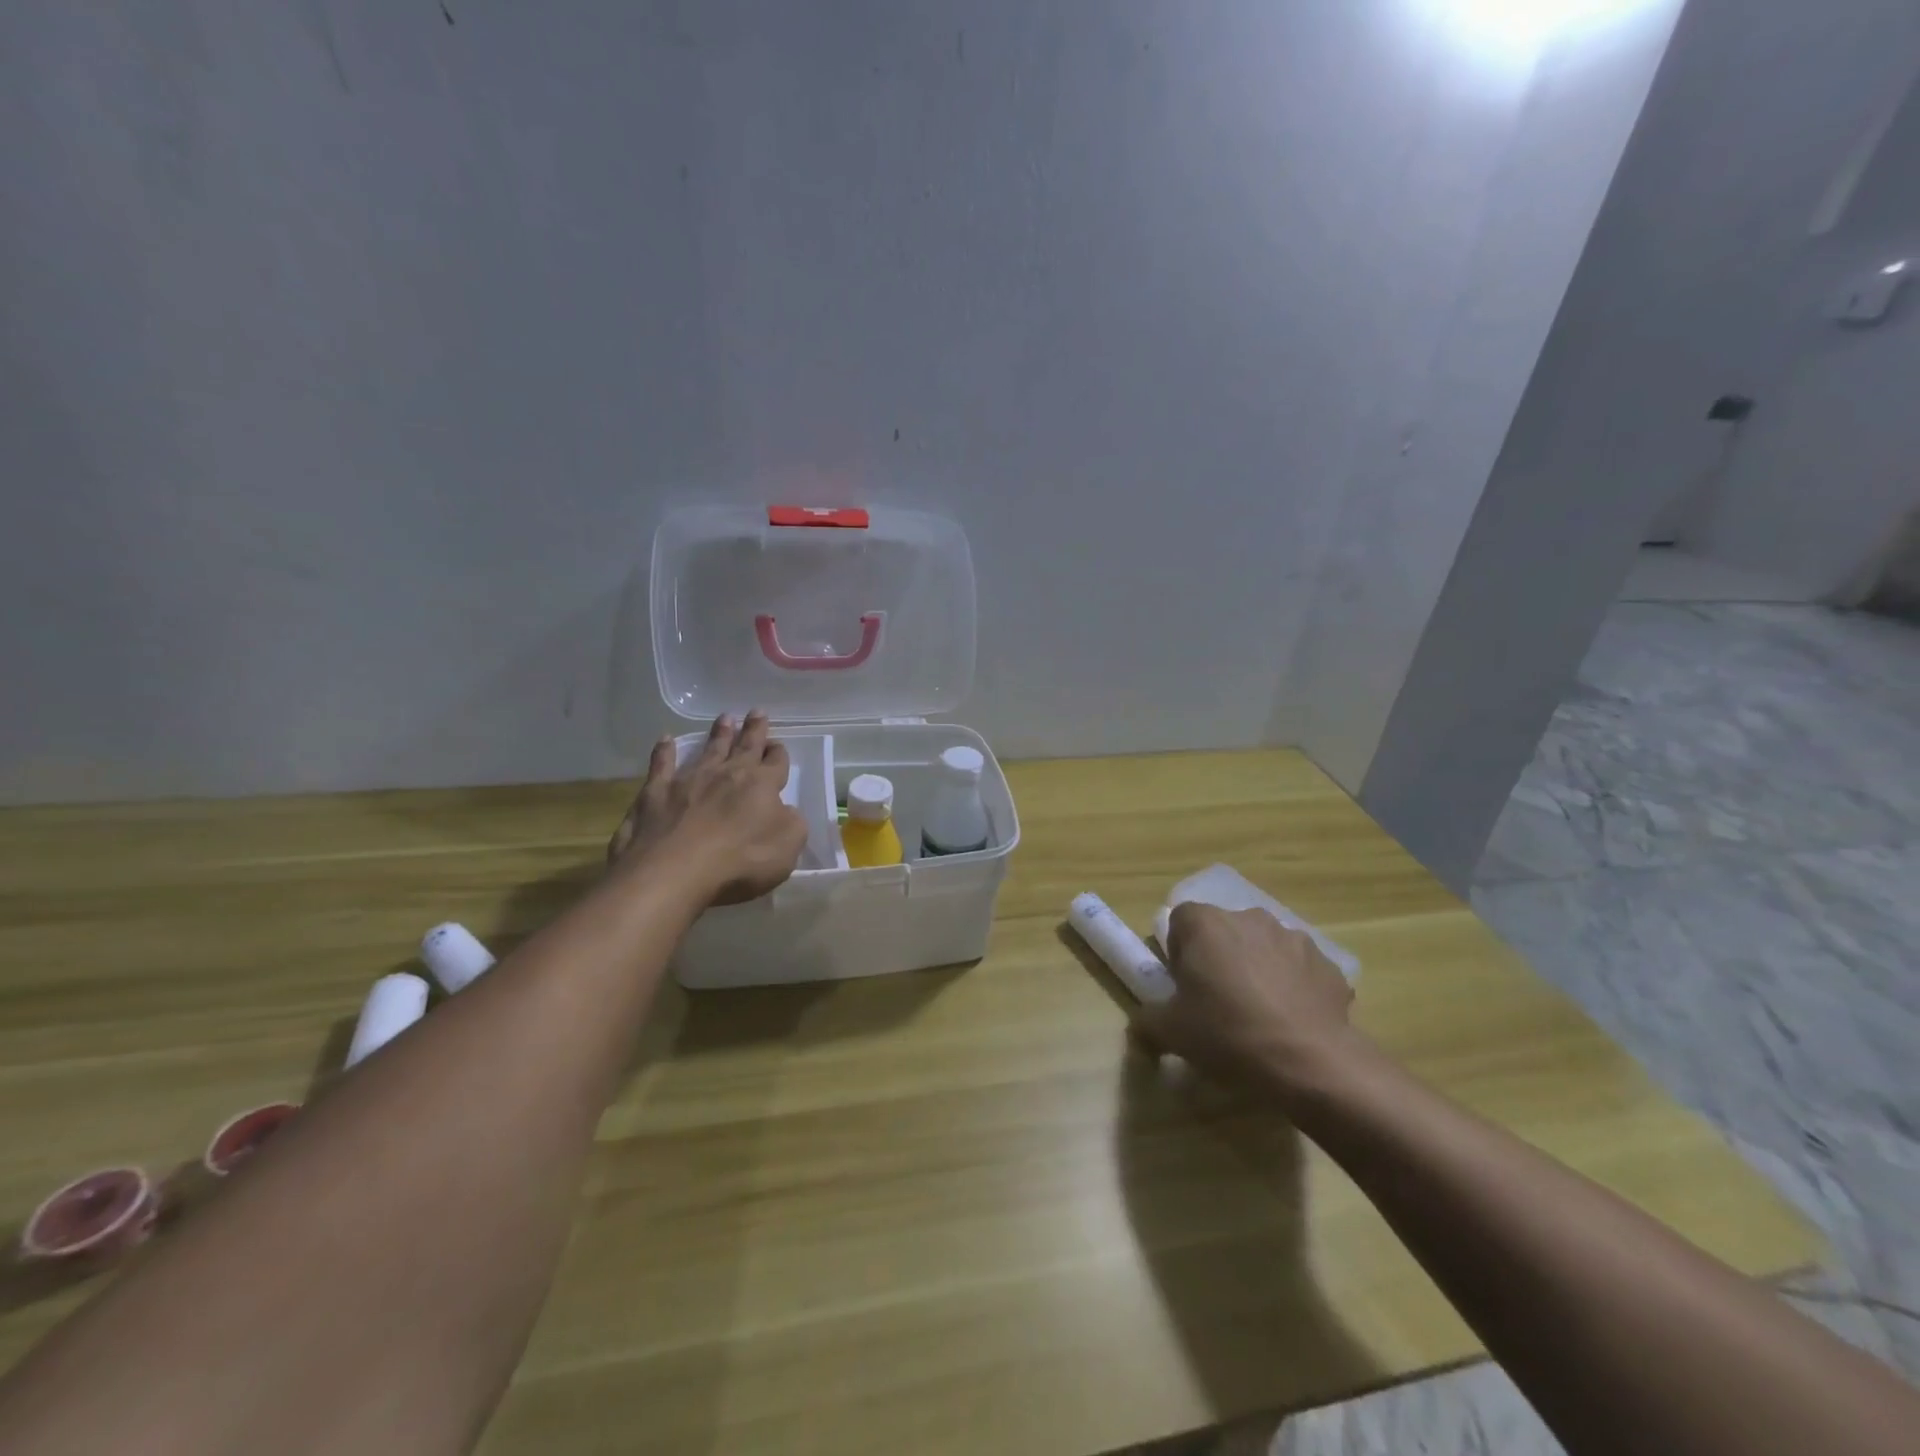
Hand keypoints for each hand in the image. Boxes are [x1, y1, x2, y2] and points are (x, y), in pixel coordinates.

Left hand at [608, 711, 807, 904]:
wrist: (675, 871)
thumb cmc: (740, 861)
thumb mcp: (787, 846)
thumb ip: (792, 823)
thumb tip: (786, 811)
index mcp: (761, 785)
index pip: (776, 763)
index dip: (778, 754)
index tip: (778, 746)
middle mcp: (727, 774)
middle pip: (745, 746)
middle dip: (753, 730)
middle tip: (756, 712)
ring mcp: (689, 780)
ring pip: (709, 749)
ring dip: (718, 733)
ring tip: (725, 718)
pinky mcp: (655, 792)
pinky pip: (661, 764)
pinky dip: (664, 751)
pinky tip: (665, 739)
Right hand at [1137, 903, 1359, 1100]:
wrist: (1309, 1062)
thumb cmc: (1227, 1034)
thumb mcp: (1170, 1032)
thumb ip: (1147, 1021)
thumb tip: (1141, 1026)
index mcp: (1206, 924)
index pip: (1181, 921)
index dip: (1179, 952)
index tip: (1184, 986)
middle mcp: (1249, 918)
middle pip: (1224, 931)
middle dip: (1220, 958)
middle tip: (1217, 1002)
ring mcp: (1293, 938)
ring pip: (1263, 948)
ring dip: (1257, 969)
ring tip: (1259, 1015)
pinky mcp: (1327, 964)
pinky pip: (1299, 970)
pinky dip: (1293, 988)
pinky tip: (1292, 1023)